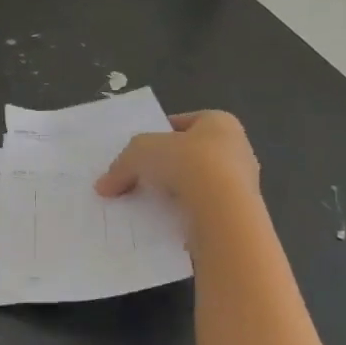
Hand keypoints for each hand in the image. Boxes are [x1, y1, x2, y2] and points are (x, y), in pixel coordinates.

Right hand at [95, 110, 260, 215]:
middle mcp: (237, 148)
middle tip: (138, 179)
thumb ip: (121, 165)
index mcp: (219, 122)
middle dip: (165, 166)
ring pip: (198, 184)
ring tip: (146, 204)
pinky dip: (185, 214)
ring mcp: (242, 183)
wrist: (223, 211)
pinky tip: (164, 221)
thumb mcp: (139, 153)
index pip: (183, 123)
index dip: (158, 135)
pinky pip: (204, 209)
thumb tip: (103, 186)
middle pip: (191, 154)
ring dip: (175, 193)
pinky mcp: (239, 213)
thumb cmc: (186, 163)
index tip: (139, 152)